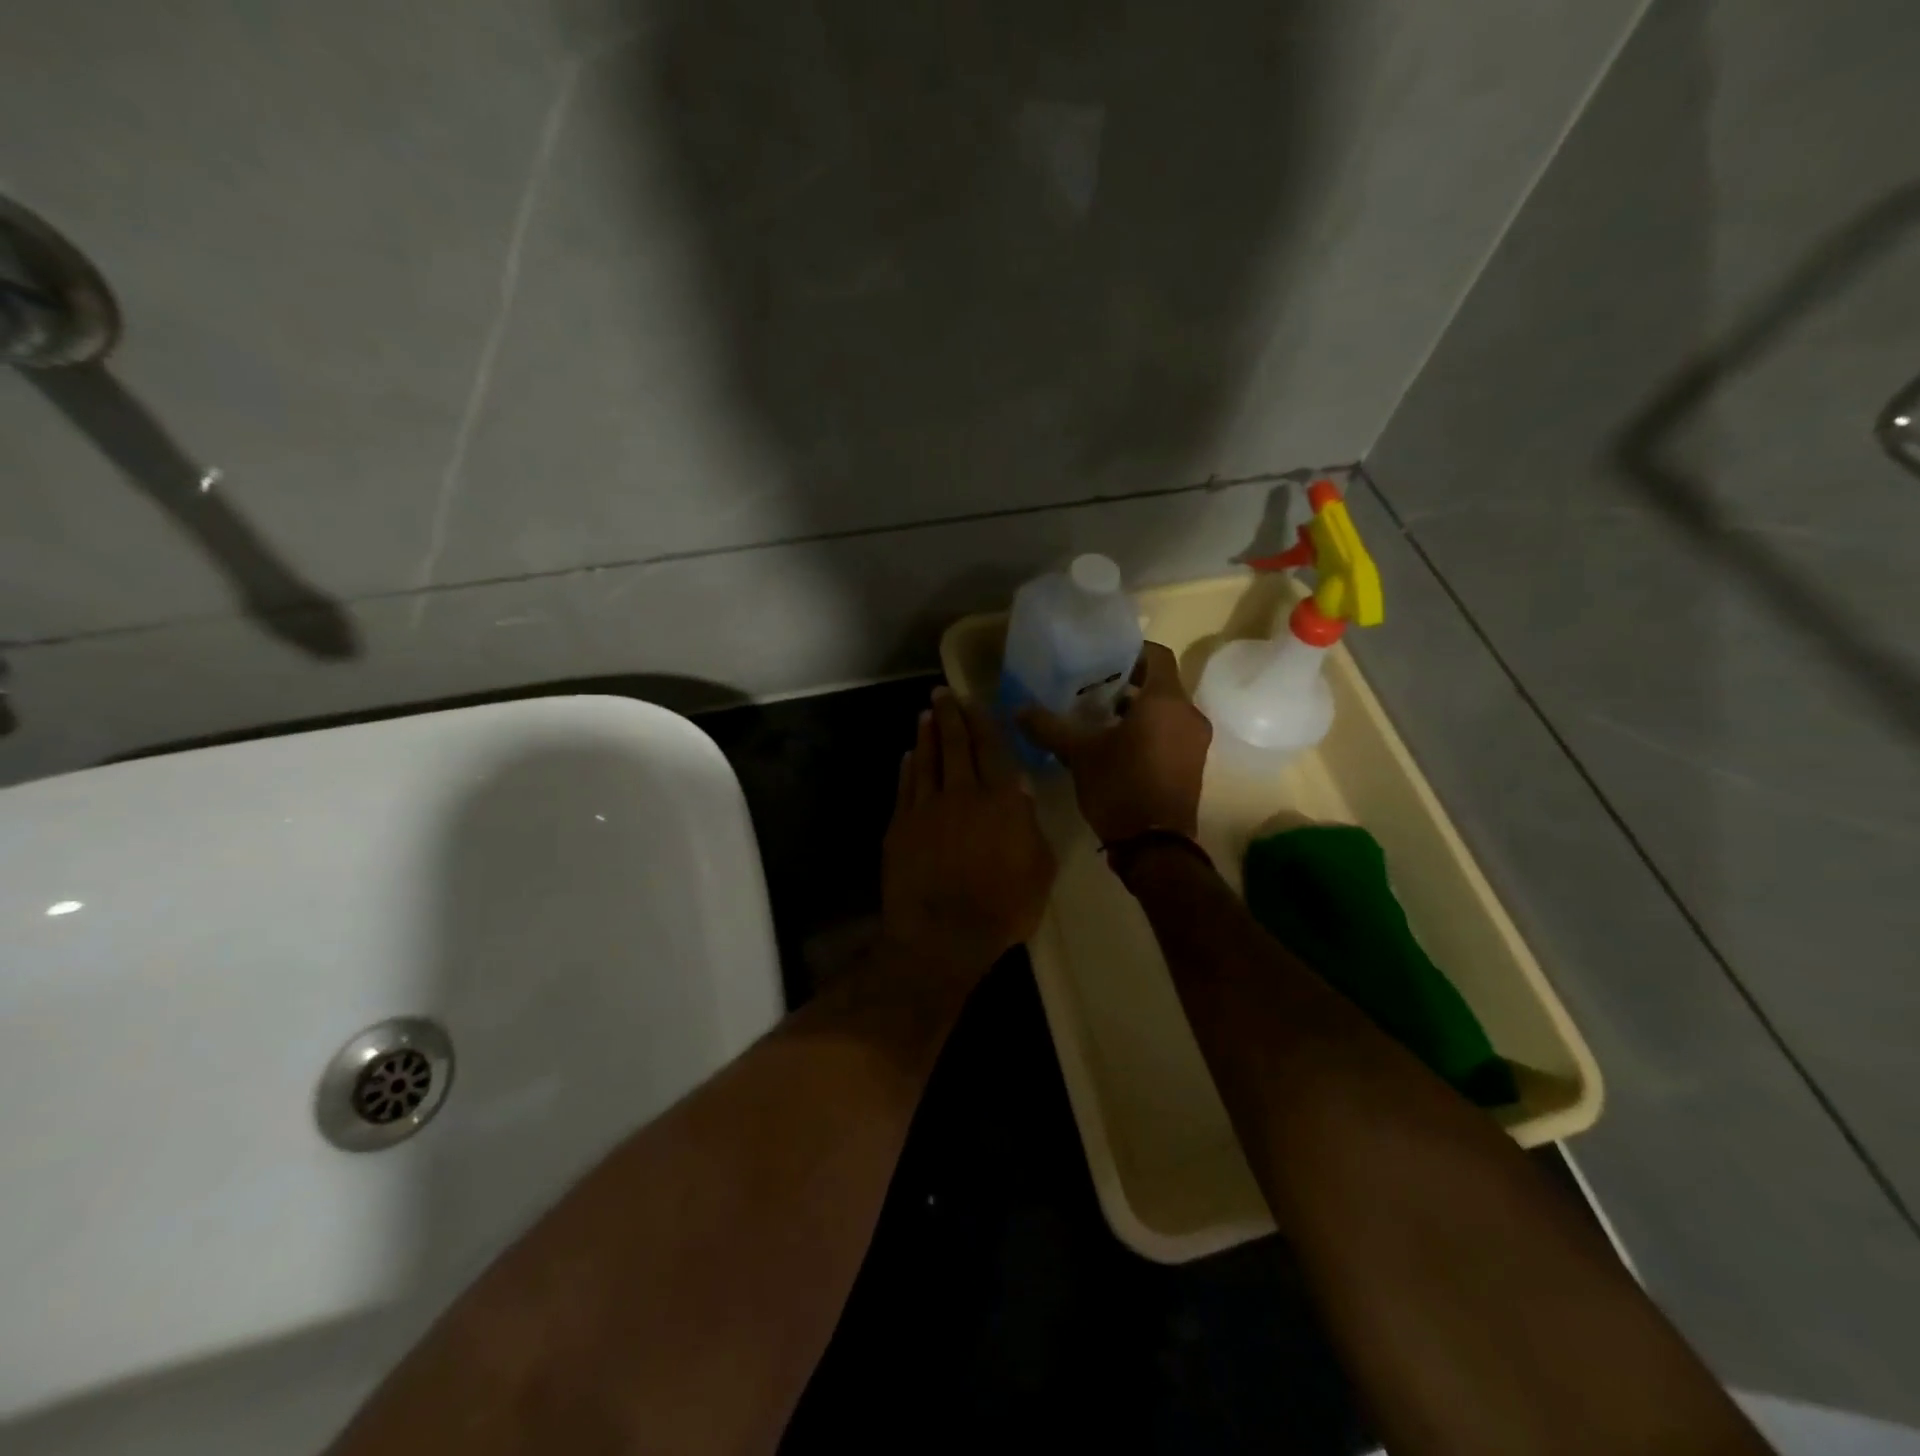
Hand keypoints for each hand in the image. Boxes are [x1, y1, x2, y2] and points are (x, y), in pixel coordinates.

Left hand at [882, 687, 1056, 972]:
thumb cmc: (1002, 908)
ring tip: (925, 714)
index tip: (973, 701)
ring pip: (927, 760)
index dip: (982, 722)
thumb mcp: (1039, 869)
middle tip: (942, 693)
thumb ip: (1030, 826)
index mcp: (1001, 800)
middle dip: (950, 715)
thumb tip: (1019, 792)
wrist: (942, 934)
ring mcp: (926, 808)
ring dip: (927, 735)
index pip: (992, 749)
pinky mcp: (900, 826)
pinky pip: (906, 787)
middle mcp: (963, 793)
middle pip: (955, 745)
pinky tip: (909, 757)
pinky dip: (908, 768)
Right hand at [1020, 642, 1210, 844]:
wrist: (1154, 847)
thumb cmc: (1120, 787)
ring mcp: (1195, 742)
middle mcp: (1188, 715)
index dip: (1130, 651)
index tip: (1102, 658)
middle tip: (1091, 688)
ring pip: (1166, 711)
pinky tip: (1116, 747)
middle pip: (1160, 684)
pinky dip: (1148, 731)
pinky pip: (1171, 734)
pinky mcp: (1192, 766)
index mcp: (1166, 701)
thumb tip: (1018, 710)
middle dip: (1127, 683)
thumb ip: (1049, 727)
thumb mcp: (1078, 754)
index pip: (1156, 655)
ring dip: (1137, 710)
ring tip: (1098, 719)